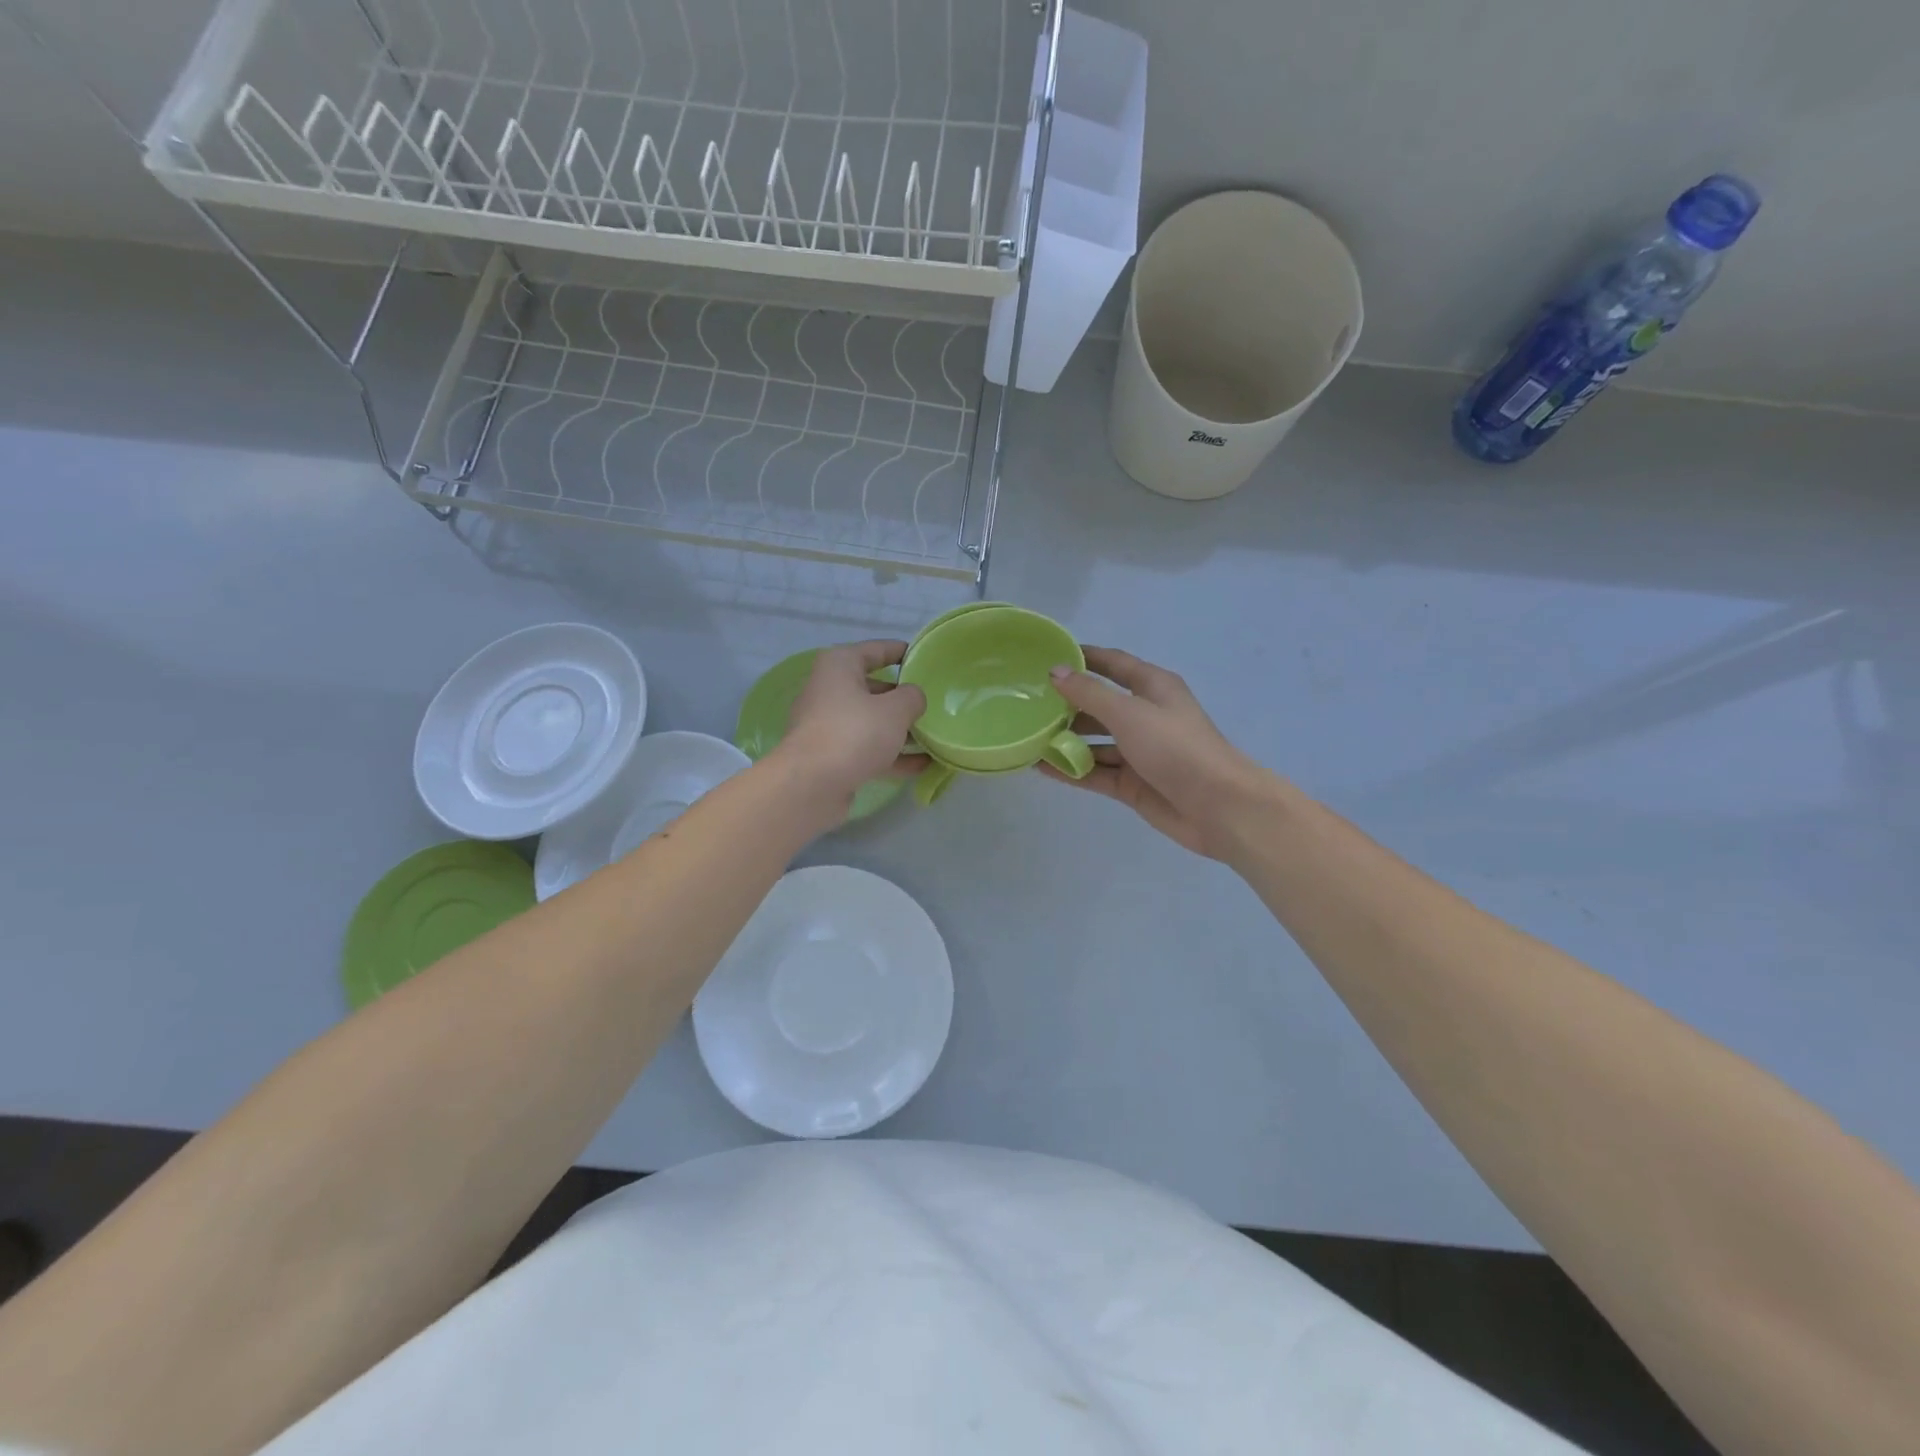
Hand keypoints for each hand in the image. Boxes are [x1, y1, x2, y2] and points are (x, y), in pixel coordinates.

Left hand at [774, 640, 926, 816]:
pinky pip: (867, 749)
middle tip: (932, 702)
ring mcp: (828, 725)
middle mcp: (829, 690)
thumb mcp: (895, 709)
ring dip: (900, 730)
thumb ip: (912, 697)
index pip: (875, 650)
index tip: (921, 657)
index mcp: (839, 666)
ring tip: (933, 736)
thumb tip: (913, 698)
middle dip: (902, 697)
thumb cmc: (854, 732)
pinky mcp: (831, 756)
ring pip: (871, 722)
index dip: (899, 651)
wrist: (812, 784)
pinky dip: (892, 755)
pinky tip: (922, 765)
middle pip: (873, 688)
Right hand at [1040, 647, 1273, 860]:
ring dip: (1065, 740)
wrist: (1218, 807)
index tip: (1046, 656)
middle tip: (1025, 703)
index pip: (1112, 664)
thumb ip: (1089, 694)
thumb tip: (1056, 671)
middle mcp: (1144, 715)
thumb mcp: (1129, 713)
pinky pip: (1095, 772)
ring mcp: (1138, 752)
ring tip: (1026, 737)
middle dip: (1066, 704)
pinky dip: (1071, 770)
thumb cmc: (1176, 748)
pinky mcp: (1132, 783)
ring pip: (1094, 742)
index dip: (1082, 658)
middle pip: (1099, 705)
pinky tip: (1040, 767)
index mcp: (1152, 687)